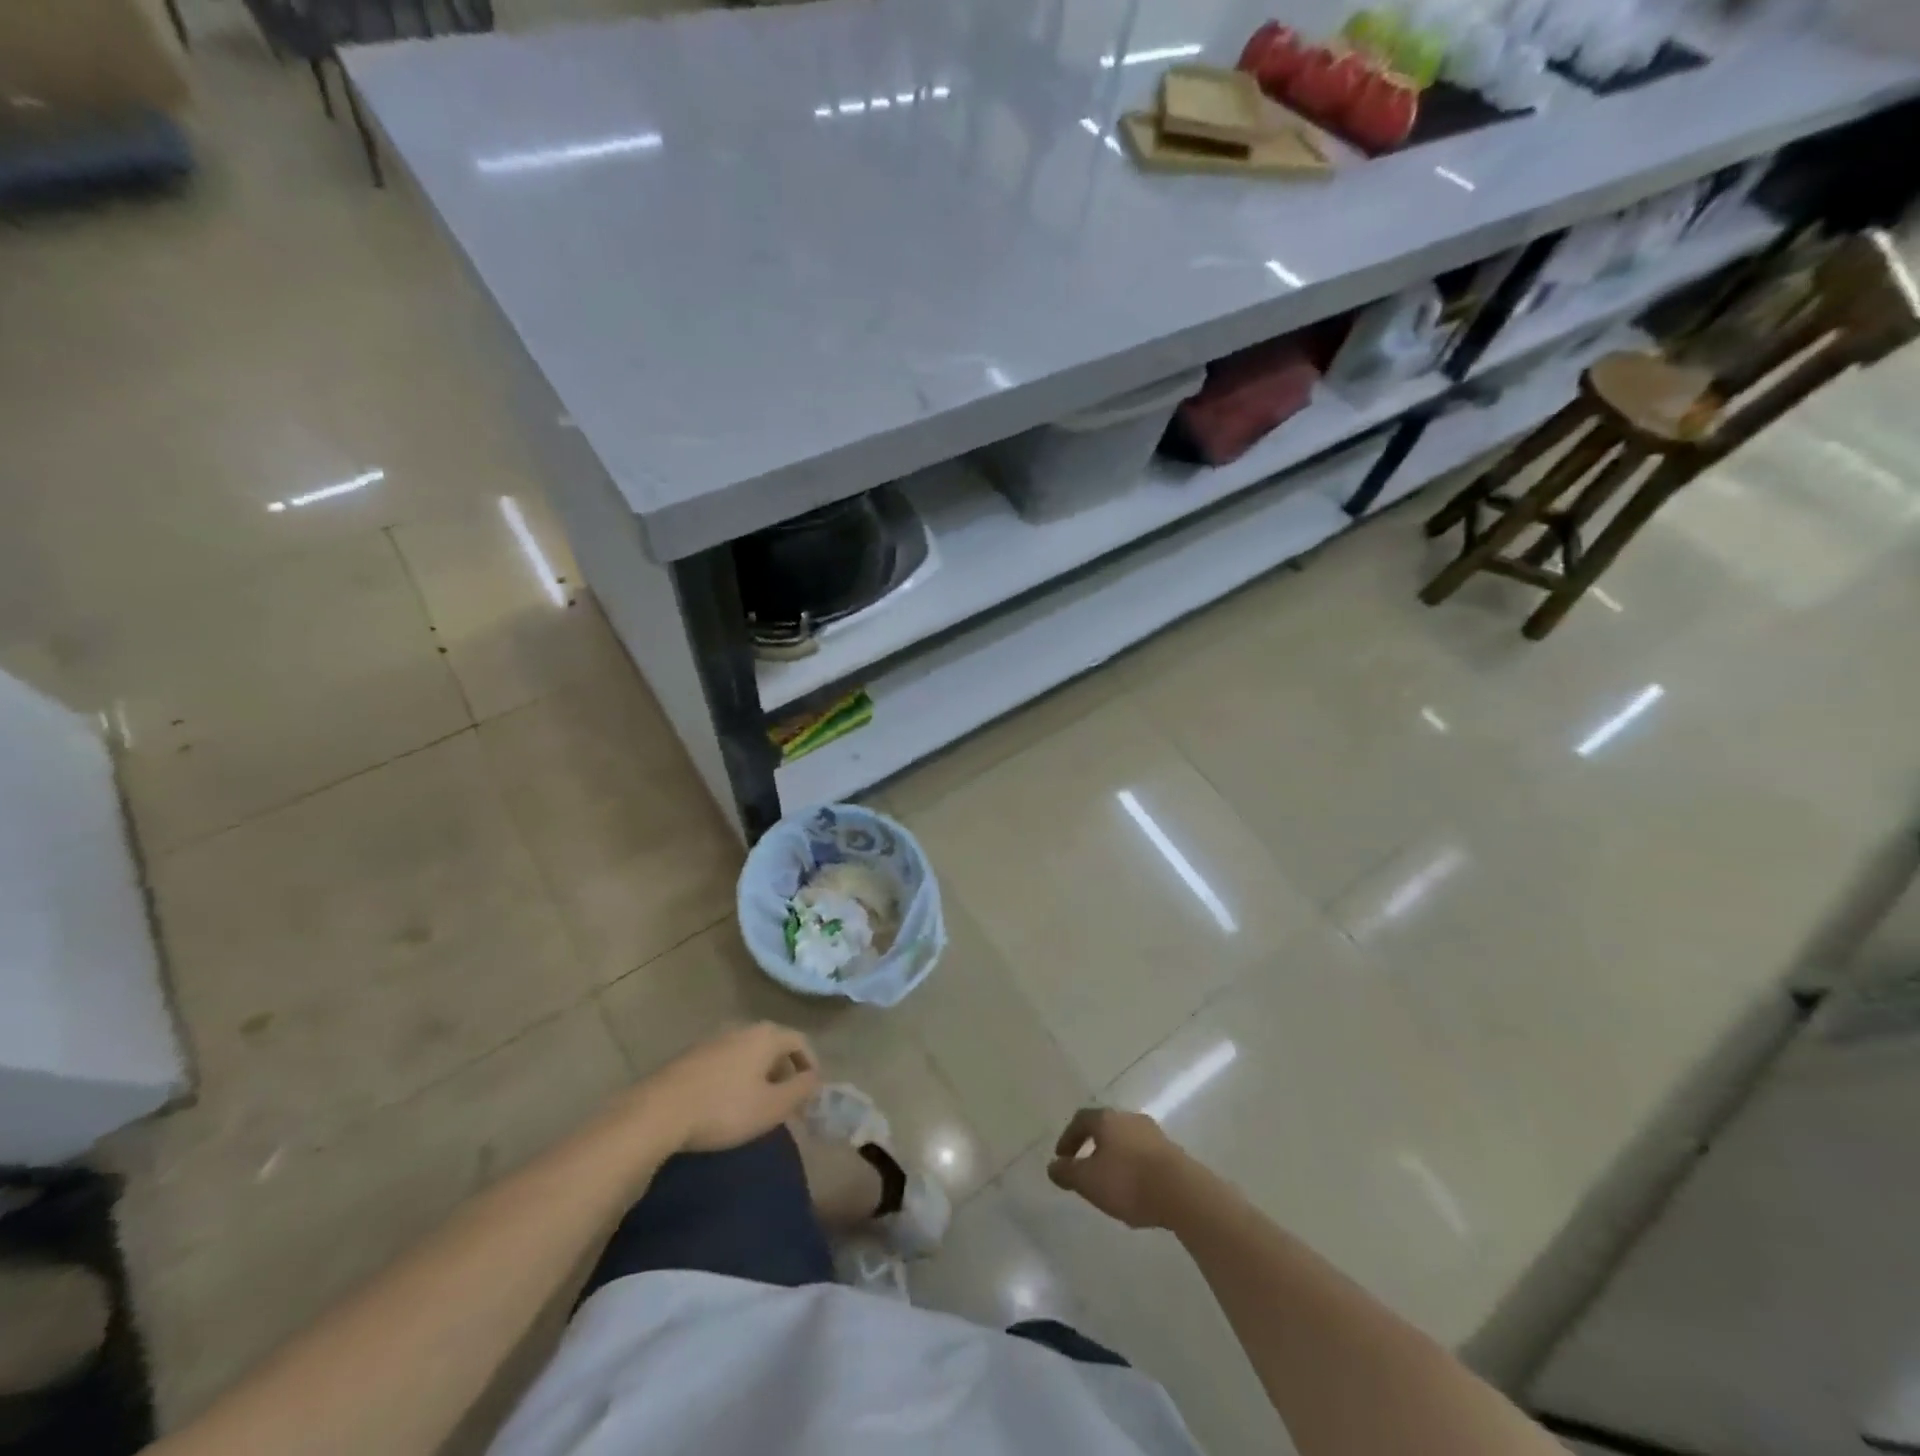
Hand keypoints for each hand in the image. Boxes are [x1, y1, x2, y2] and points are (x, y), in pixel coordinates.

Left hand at [637, 1023, 820, 1152]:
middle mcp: (742, 1028)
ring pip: (749, 1053)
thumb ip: (801, 1090)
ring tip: (758, 1104)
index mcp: (766, 1035)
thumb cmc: (724, 1108)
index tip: (811, 1092)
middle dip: (785, 1071)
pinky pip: (727, 1061)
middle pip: (774, 1045)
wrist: (659, 1112)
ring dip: (760, 1075)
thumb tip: (815, 1078)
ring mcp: (714, 1039)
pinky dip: (737, 1077)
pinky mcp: (692, 1055)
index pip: (800, 1041)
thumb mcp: (772, 1107)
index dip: (811, 1065)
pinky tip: (727, 1102)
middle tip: (786, 1101)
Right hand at [1047, 1108, 1189, 1229]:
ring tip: (1111, 1181)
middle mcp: (1128, 1117)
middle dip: (1092, 1146)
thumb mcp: (1088, 1181)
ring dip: (1115, 1156)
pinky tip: (1135, 1187)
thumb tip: (1052, 1166)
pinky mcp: (1171, 1150)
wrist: (1182, 1192)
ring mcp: (1153, 1132)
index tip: (1062, 1158)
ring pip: (1126, 1140)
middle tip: (1085, 1168)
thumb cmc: (1128, 1182)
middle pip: (1105, 1127)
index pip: (1081, 1120)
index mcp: (1106, 1119)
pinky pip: (1144, 1153)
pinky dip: (1134, 1165)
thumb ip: (1067, 1173)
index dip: (1068, 1138)